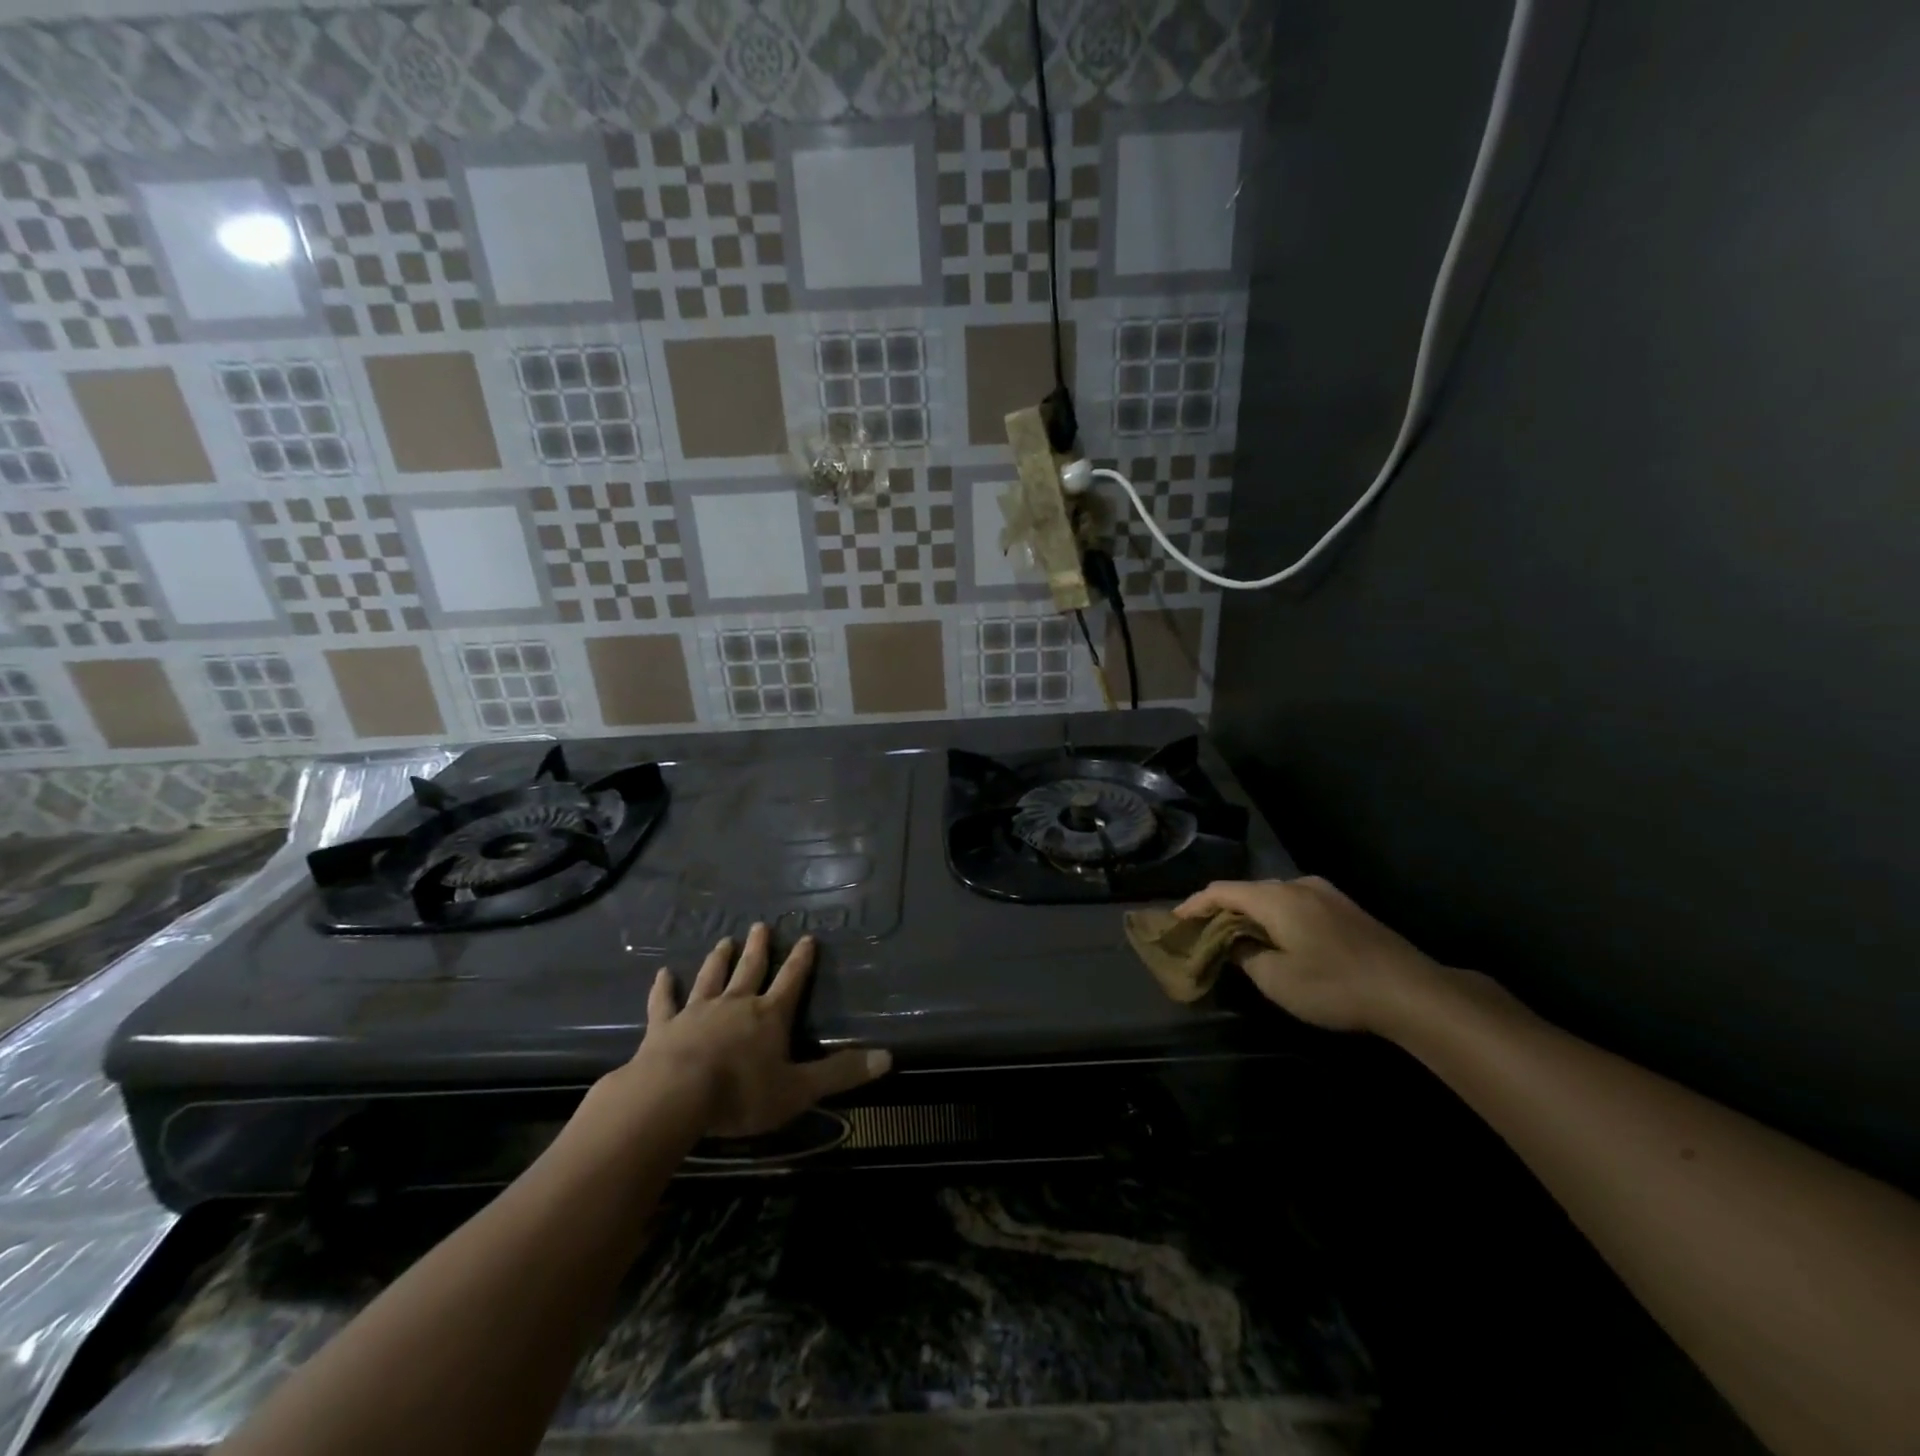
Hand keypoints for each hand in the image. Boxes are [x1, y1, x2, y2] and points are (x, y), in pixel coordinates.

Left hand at [613, 924, 891, 1138]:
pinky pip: (665, 1002)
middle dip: (758, 948)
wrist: (674, 1096)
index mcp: (769, 1016)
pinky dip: (665, 987)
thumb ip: (841, 1073)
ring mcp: (697, 1011)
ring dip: (719, 959)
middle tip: (761, 926)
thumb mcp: (799, 1089)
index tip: (808, 937)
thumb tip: (888, 1058)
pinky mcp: (664, 1026)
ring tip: (724, 941)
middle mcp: (736, 1004)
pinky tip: (663, 973)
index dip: (802, 961)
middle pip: (750, 969)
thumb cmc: (741, 1093)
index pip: (792, 981)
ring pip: (711, 978)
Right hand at [1174, 877, 1444, 1034]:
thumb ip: (1245, 955)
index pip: (1221, 891)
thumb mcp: (1277, 980)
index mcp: (1276, 898)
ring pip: (1272, 895)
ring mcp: (1324, 893)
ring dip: (1249, 912)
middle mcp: (1298, 885)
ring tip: (1235, 934)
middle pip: (1246, 890)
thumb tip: (1233, 942)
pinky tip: (1275, 935)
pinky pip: (1294, 902)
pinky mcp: (1344, 906)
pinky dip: (1274, 915)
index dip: (1194, 904)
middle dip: (1220, 908)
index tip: (1175, 920)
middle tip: (1201, 931)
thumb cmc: (1335, 986)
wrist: (1411, 992)